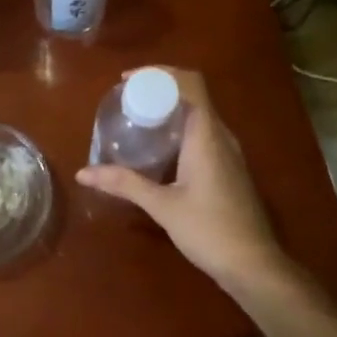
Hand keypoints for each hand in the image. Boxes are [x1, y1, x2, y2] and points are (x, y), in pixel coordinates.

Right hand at [76, 68, 292, 294]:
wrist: (253, 264)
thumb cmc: (209, 230)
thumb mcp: (162, 205)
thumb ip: (124, 184)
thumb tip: (83, 172)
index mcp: (207, 134)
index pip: (190, 82)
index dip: (159, 72)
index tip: (127, 81)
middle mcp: (221, 135)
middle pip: (193, 94)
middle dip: (159, 89)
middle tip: (126, 100)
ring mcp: (229, 152)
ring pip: (199, 115)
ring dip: (170, 109)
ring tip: (137, 119)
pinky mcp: (229, 168)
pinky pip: (203, 134)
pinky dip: (179, 129)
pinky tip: (158, 149)